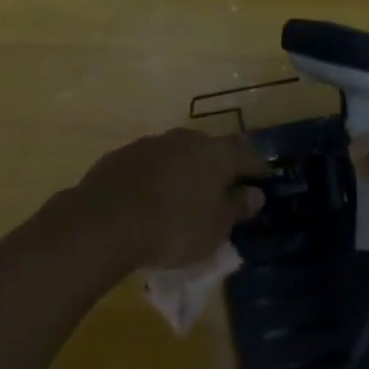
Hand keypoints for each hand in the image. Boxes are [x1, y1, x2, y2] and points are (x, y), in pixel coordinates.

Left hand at [60, 128, 269, 271]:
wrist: (105, 222)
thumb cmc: (173, 228)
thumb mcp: (215, 229)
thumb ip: (236, 207)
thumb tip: (254, 193)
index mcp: (216, 154)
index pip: (247, 156)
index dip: (258, 170)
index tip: (264, 182)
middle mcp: (186, 139)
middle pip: (211, 150)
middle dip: (218, 168)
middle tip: (221, 191)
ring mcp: (151, 143)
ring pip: (178, 154)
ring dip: (185, 170)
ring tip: (182, 196)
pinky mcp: (122, 155)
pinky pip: (149, 164)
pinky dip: (156, 177)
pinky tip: (149, 198)